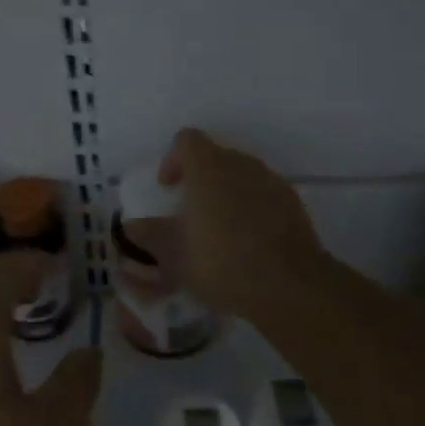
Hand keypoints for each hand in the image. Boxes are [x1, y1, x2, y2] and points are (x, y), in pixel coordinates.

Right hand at [159, 128, 325, 318]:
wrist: (289, 285)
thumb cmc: (221, 261)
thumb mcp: (173, 255)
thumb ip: (150, 235)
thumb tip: (131, 226)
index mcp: (208, 167)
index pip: (186, 140)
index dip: (172, 160)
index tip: (168, 189)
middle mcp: (241, 164)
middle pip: (215, 157)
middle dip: (200, 179)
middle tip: (190, 214)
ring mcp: (271, 181)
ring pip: (241, 176)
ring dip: (226, 194)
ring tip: (219, 231)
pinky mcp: (293, 203)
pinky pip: (263, 195)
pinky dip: (251, 208)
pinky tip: (248, 242)